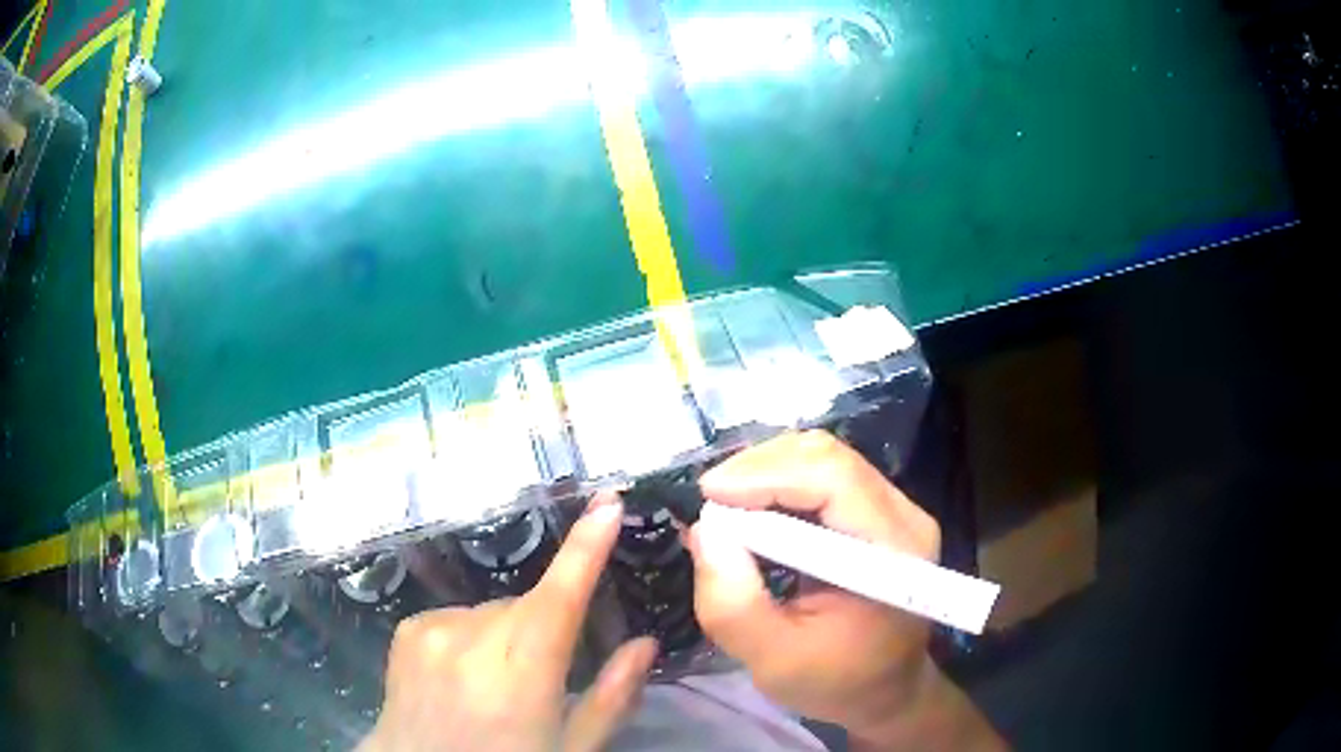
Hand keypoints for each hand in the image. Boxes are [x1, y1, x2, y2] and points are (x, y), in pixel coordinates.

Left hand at [361, 496, 658, 751]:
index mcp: (523, 671)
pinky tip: (460, 674)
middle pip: (527, 606)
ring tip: (494, 684)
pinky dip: (470, 635)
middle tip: (542, 677)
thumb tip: (645, 644)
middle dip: (543, 628)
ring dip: (504, 634)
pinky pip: (457, 616)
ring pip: (492, 611)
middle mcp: (474, 638)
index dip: (586, 547)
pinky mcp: (408, 629)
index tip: (608, 502)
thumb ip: (611, 696)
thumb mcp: (570, 746)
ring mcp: (434, 628)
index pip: (561, 597)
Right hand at [687, 431, 1003, 749]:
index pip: (835, 480)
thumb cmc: (836, 683)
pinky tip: (751, 509)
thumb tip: (704, 530)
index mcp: (893, 555)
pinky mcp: (880, 510)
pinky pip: (826, 475)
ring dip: (766, 471)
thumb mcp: (772, 661)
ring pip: (824, 457)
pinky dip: (780, 482)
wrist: (885, 690)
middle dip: (759, 468)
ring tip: (724, 506)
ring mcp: (896, 508)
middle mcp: (904, 516)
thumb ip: (733, 605)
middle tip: (710, 503)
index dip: (767, 476)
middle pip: (828, 457)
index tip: (707, 497)